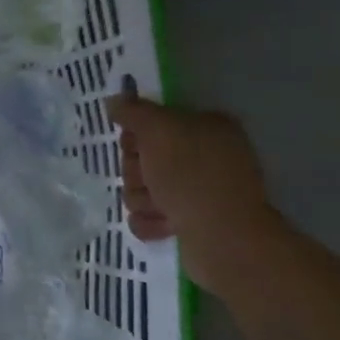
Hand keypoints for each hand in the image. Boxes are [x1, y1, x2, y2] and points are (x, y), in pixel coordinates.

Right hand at [106, 92, 280, 294]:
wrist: (224, 239)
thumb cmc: (193, 177)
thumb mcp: (160, 131)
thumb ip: (135, 112)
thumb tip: (115, 100)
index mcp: (206, 127)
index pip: (152, 122)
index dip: (137, 136)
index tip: (137, 145)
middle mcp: (203, 156)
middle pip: (141, 157)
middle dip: (137, 172)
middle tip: (152, 180)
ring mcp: (196, 190)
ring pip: (141, 188)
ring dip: (143, 199)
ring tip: (163, 209)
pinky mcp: (188, 221)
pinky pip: (148, 216)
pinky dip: (151, 222)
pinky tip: (167, 225)